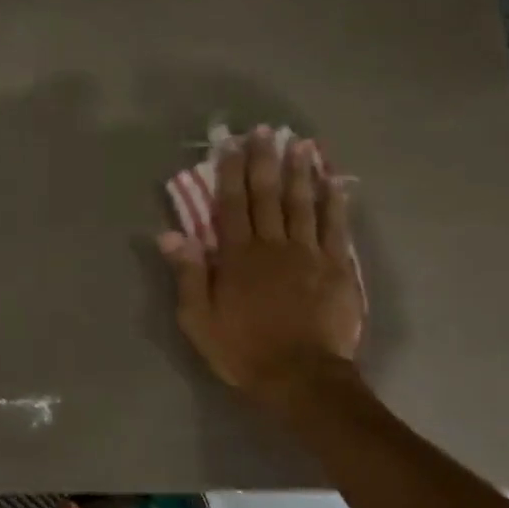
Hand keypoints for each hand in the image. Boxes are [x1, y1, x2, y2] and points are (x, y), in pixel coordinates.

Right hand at [158, 126, 364, 407]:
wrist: (301, 377)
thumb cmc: (243, 351)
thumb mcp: (200, 320)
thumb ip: (189, 275)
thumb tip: (171, 234)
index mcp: (237, 257)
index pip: (231, 205)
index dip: (230, 172)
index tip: (231, 143)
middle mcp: (273, 245)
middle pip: (268, 195)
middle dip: (265, 160)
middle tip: (267, 130)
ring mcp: (309, 253)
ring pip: (303, 203)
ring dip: (301, 171)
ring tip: (301, 143)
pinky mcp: (337, 267)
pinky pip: (336, 226)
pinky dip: (335, 202)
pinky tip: (335, 181)